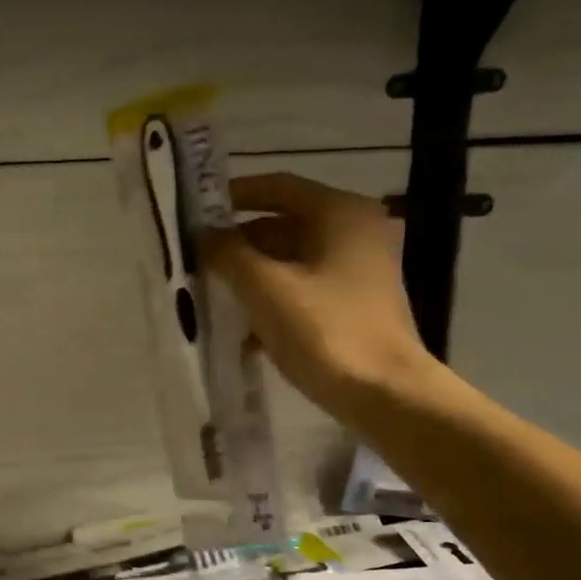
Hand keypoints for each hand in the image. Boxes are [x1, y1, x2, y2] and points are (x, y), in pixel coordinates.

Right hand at [201, 174, 436, 422]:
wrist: (383, 392)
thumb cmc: (324, 330)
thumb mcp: (265, 288)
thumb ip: (229, 254)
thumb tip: (205, 235)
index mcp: (340, 213)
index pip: (278, 187)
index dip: (234, 196)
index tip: (196, 214)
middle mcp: (355, 230)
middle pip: (284, 223)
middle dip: (239, 242)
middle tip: (198, 261)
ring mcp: (359, 268)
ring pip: (291, 258)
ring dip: (251, 273)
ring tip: (212, 293)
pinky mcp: (354, 302)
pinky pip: (303, 286)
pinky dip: (272, 297)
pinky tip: (243, 327)